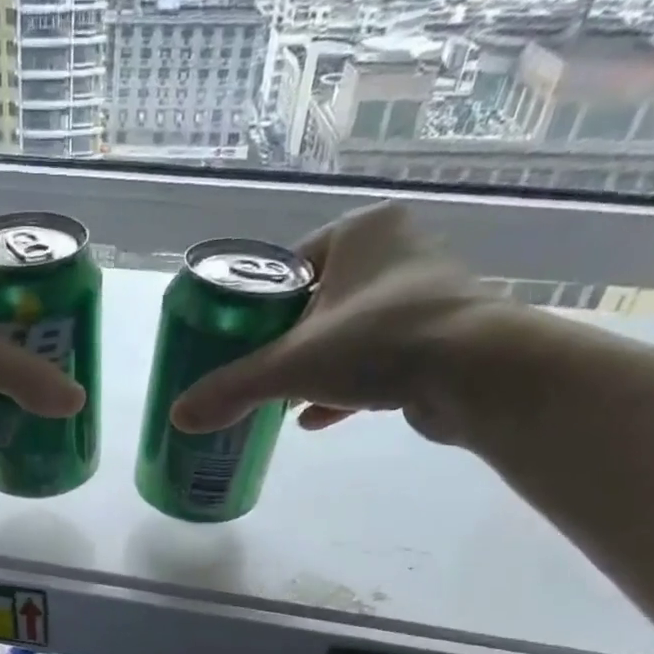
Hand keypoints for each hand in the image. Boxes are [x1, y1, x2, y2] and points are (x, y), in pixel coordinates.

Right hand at [170, 204, 498, 443]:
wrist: (475, 374)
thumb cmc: (379, 343)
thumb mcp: (291, 366)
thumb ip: (233, 388)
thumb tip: (178, 416)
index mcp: (362, 234)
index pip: (291, 264)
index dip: (259, 305)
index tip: (238, 341)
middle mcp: (397, 254)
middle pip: (318, 303)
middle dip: (286, 343)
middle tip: (256, 374)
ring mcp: (423, 297)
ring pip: (348, 334)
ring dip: (314, 369)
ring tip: (280, 401)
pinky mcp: (437, 340)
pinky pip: (376, 361)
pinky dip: (345, 388)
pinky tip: (315, 419)